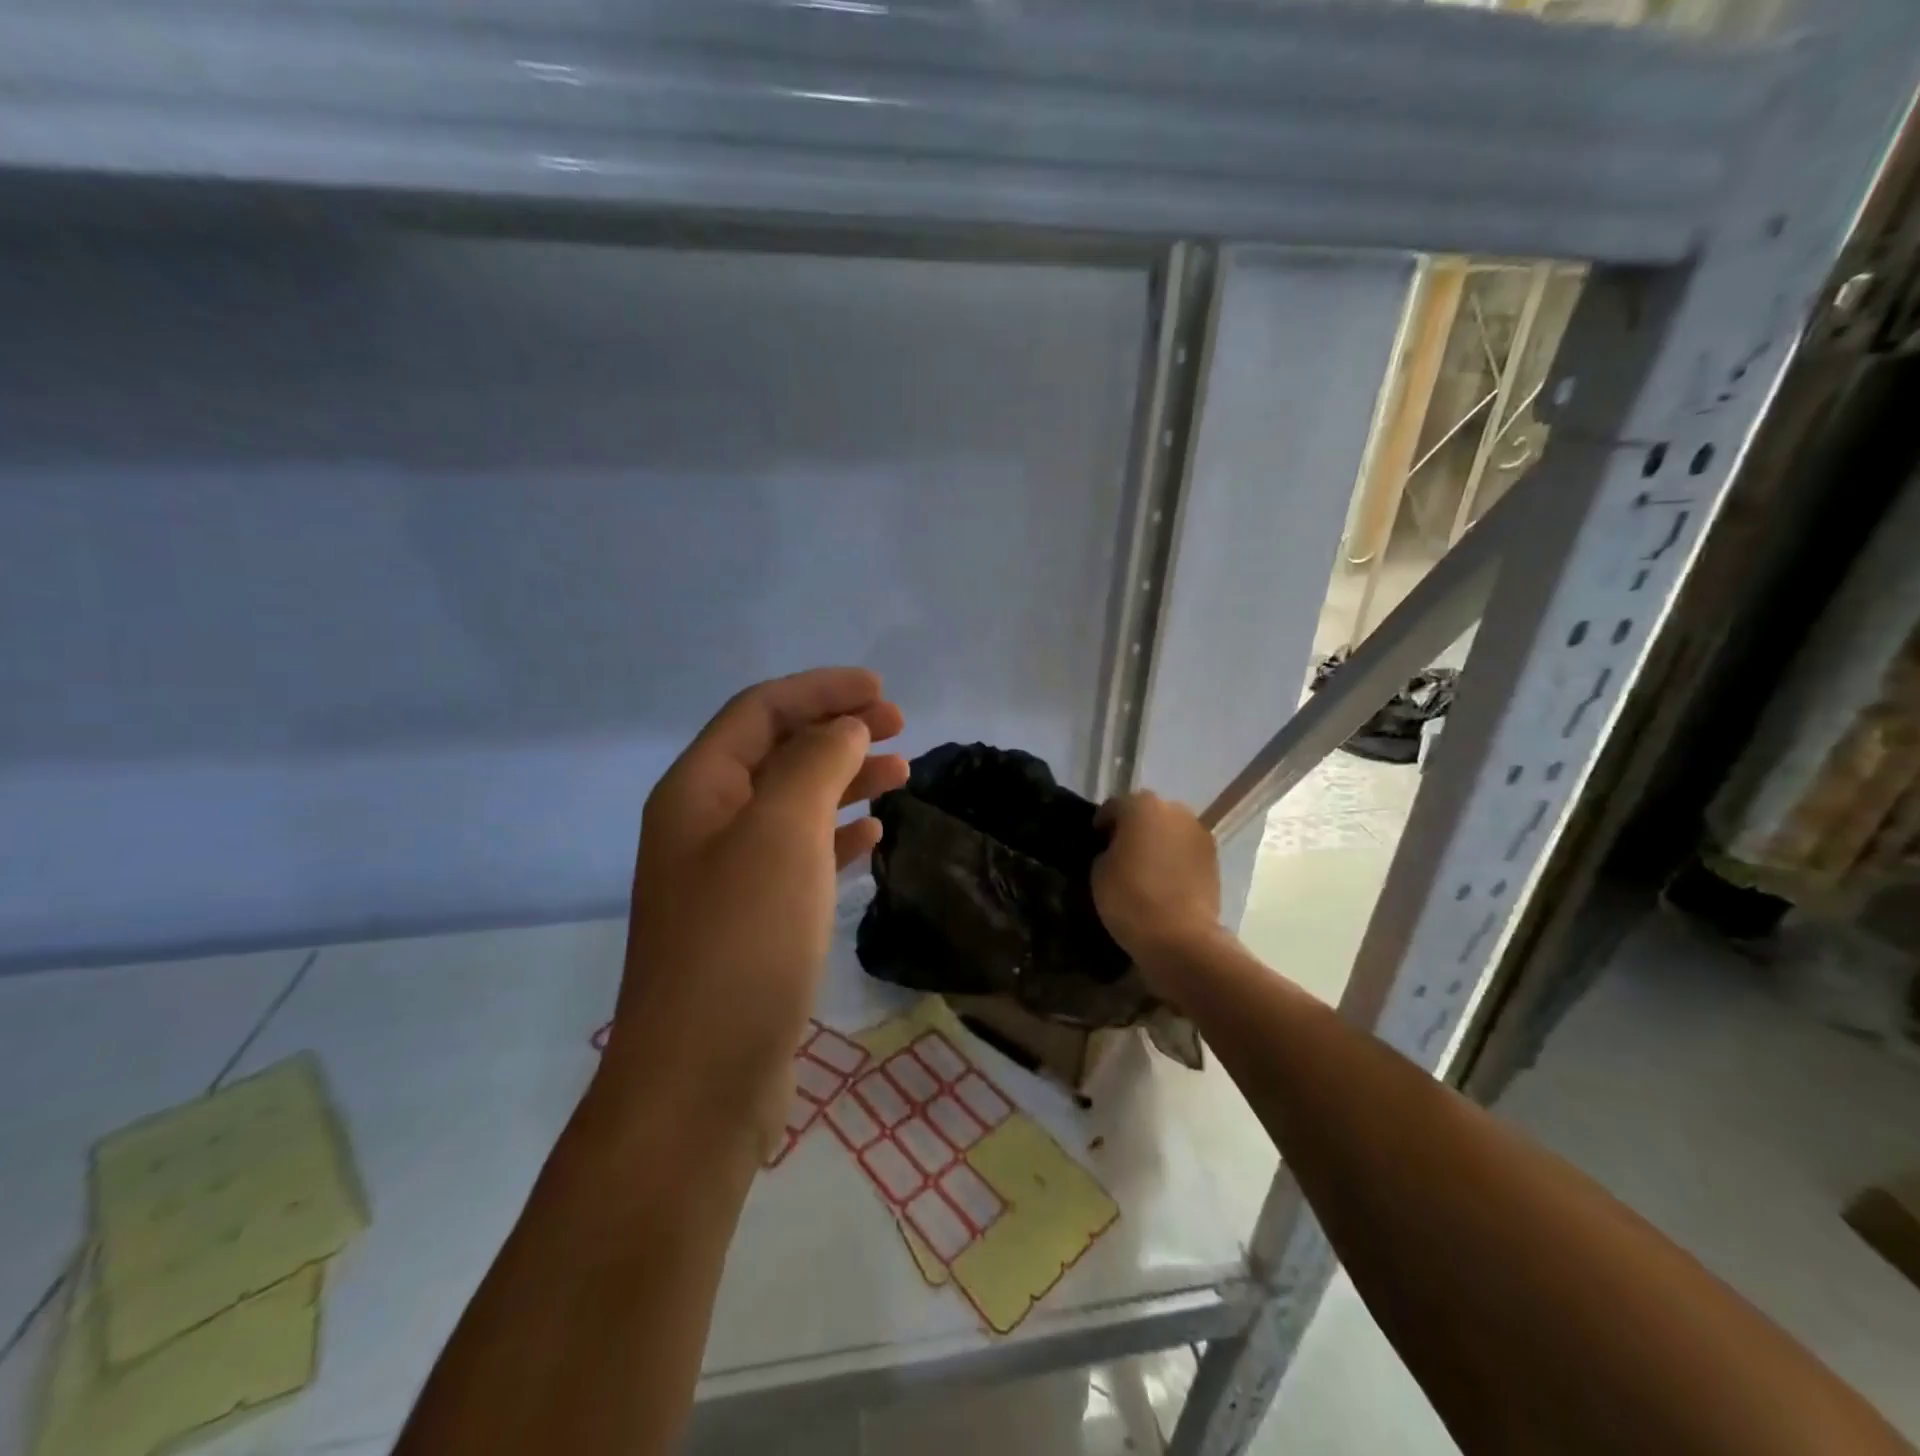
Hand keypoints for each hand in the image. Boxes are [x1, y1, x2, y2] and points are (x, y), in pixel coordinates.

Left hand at [602, 669, 906, 1157]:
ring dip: (845, 780)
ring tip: (901, 774)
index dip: (821, 690)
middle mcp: (705, 824)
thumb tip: (846, 727)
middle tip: (901, 728)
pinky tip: (872, 836)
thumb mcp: (782, 832)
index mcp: (698, 790)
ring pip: (793, 803)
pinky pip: (799, 855)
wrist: (701, 1080)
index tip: (883, 691)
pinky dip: (837, 836)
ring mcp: (726, 876)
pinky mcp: (752, 921)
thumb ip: (816, 764)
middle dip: (837, 729)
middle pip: (777, 751)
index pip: (761, 710)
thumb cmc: (743, 941)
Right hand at [1092, 791, 1221, 991]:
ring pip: (1170, 831)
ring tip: (1144, 868)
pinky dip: (1174, 859)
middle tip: (1119, 854)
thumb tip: (1115, 851)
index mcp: (1142, 806)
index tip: (1094, 843)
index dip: (1101, 824)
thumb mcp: (1099, 872)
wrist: (1180, 937)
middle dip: (1133, 829)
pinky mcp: (1214, 858)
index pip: (1114, 806)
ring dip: (1157, 842)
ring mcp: (1199, 833)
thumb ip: (1105, 851)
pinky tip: (1164, 880)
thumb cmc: (1130, 898)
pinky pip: (1186, 850)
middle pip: (1146, 813)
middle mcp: (1175, 810)